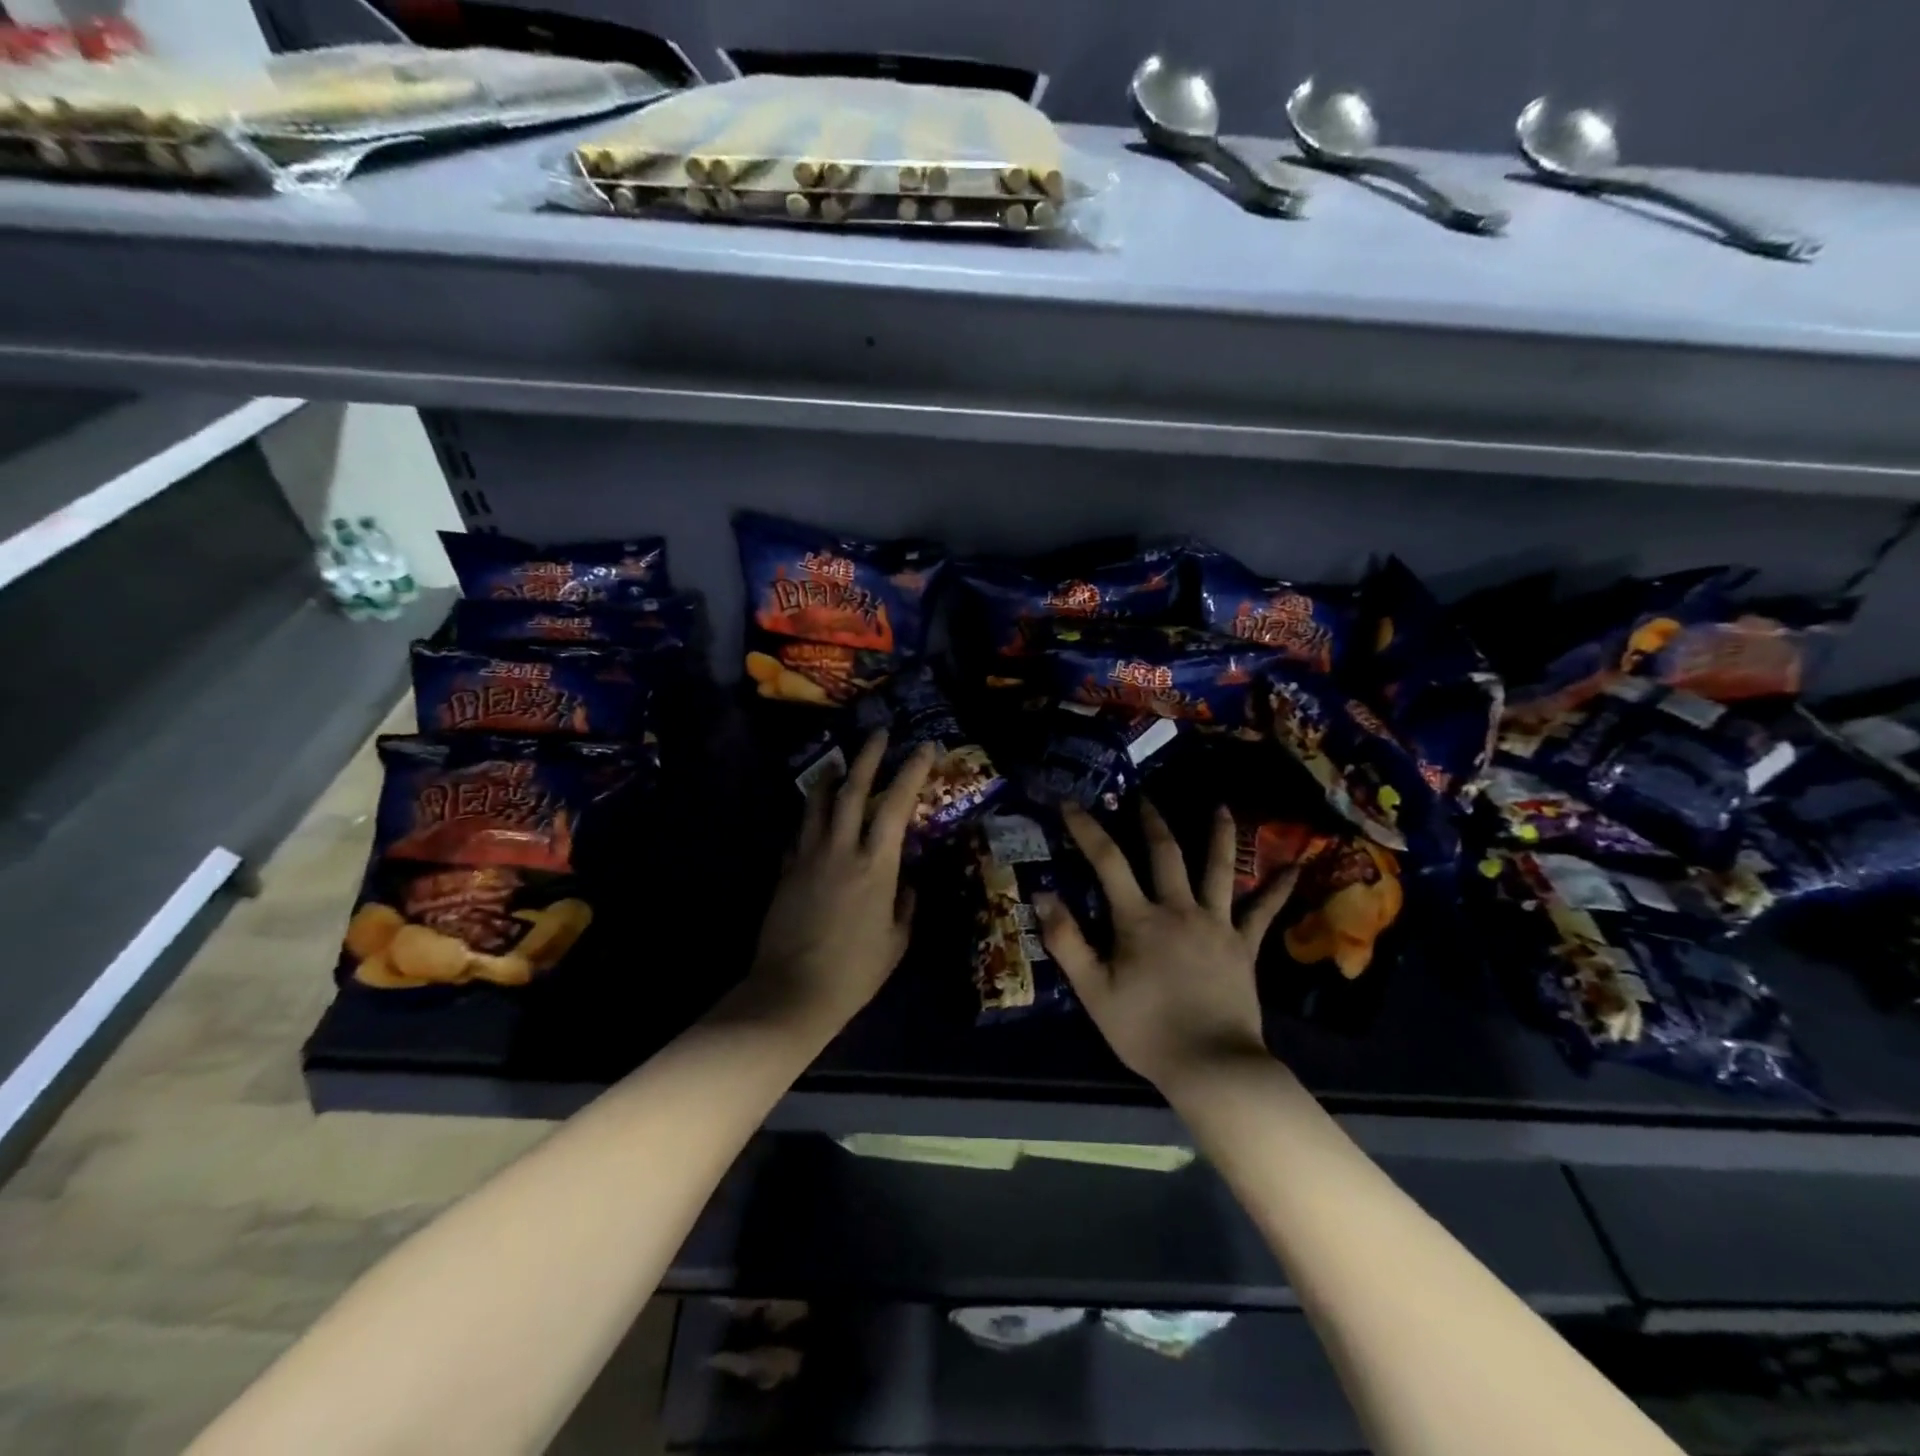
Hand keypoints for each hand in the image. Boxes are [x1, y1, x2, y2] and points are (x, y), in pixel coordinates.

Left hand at [742, 731, 934, 1036]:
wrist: (792, 992)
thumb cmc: (854, 972)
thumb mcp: (896, 941)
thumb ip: (905, 905)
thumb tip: (908, 883)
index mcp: (876, 866)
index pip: (897, 806)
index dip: (911, 772)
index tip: (924, 748)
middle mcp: (841, 850)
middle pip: (853, 790)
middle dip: (868, 756)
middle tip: (879, 732)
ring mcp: (808, 857)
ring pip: (817, 803)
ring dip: (830, 777)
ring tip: (838, 761)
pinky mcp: (785, 871)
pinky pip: (800, 832)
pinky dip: (811, 817)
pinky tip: (815, 815)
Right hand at [1037, 799, 1296, 1092]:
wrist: (1211, 1067)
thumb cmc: (1146, 1030)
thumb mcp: (1093, 991)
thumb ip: (1066, 941)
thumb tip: (1042, 894)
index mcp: (1139, 919)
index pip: (1107, 861)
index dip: (1086, 829)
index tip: (1070, 803)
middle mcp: (1179, 909)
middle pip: (1165, 853)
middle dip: (1151, 820)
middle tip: (1143, 795)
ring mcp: (1217, 925)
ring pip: (1219, 869)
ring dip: (1219, 835)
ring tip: (1222, 807)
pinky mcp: (1244, 946)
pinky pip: (1264, 912)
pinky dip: (1279, 888)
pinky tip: (1297, 866)